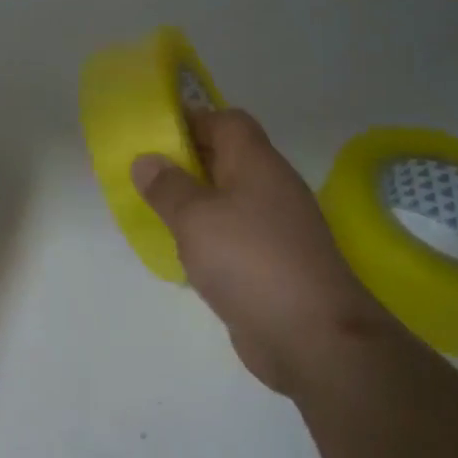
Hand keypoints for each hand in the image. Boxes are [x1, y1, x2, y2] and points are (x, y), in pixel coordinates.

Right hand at [133, 109, 391, 394]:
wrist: (313, 337)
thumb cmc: (250, 260)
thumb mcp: (196, 217)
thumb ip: (167, 187)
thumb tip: (146, 160)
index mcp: (256, 163)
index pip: (226, 121)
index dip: (191, 120)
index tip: (153, 136)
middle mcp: (270, 187)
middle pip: (226, 158)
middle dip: (185, 162)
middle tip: (145, 175)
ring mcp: (275, 228)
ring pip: (227, 199)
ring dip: (194, 202)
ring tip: (155, 211)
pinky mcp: (272, 264)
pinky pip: (233, 235)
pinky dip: (207, 237)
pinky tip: (182, 253)